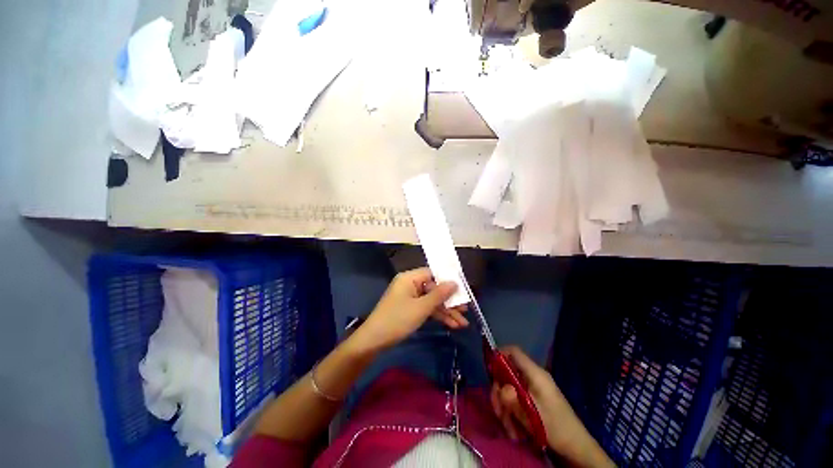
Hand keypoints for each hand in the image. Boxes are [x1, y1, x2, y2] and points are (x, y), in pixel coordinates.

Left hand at [354, 268, 466, 349]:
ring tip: (463, 324)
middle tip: (465, 310)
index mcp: (410, 278)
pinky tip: (452, 325)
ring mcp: (410, 297)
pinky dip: (437, 316)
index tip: (462, 290)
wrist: (374, 341)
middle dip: (449, 301)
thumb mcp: (421, 308)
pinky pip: (426, 308)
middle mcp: (410, 285)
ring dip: (446, 312)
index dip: (448, 281)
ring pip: (432, 301)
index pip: (433, 274)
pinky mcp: (410, 309)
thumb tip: (454, 283)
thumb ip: (439, 295)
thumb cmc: (397, 319)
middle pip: (434, 289)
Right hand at [491, 346, 609, 465]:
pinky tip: (514, 430)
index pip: (513, 352)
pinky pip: (515, 400)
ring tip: (509, 429)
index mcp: (535, 374)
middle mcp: (532, 377)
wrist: (577, 449)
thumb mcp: (533, 415)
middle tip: (499, 412)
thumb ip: (513, 400)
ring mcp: (532, 389)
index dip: (499, 354)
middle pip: (506, 373)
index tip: (489, 370)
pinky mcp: (532, 401)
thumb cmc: (557, 428)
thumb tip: (499, 388)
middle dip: (499, 392)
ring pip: (508, 389)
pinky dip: (511, 414)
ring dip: (505, 408)